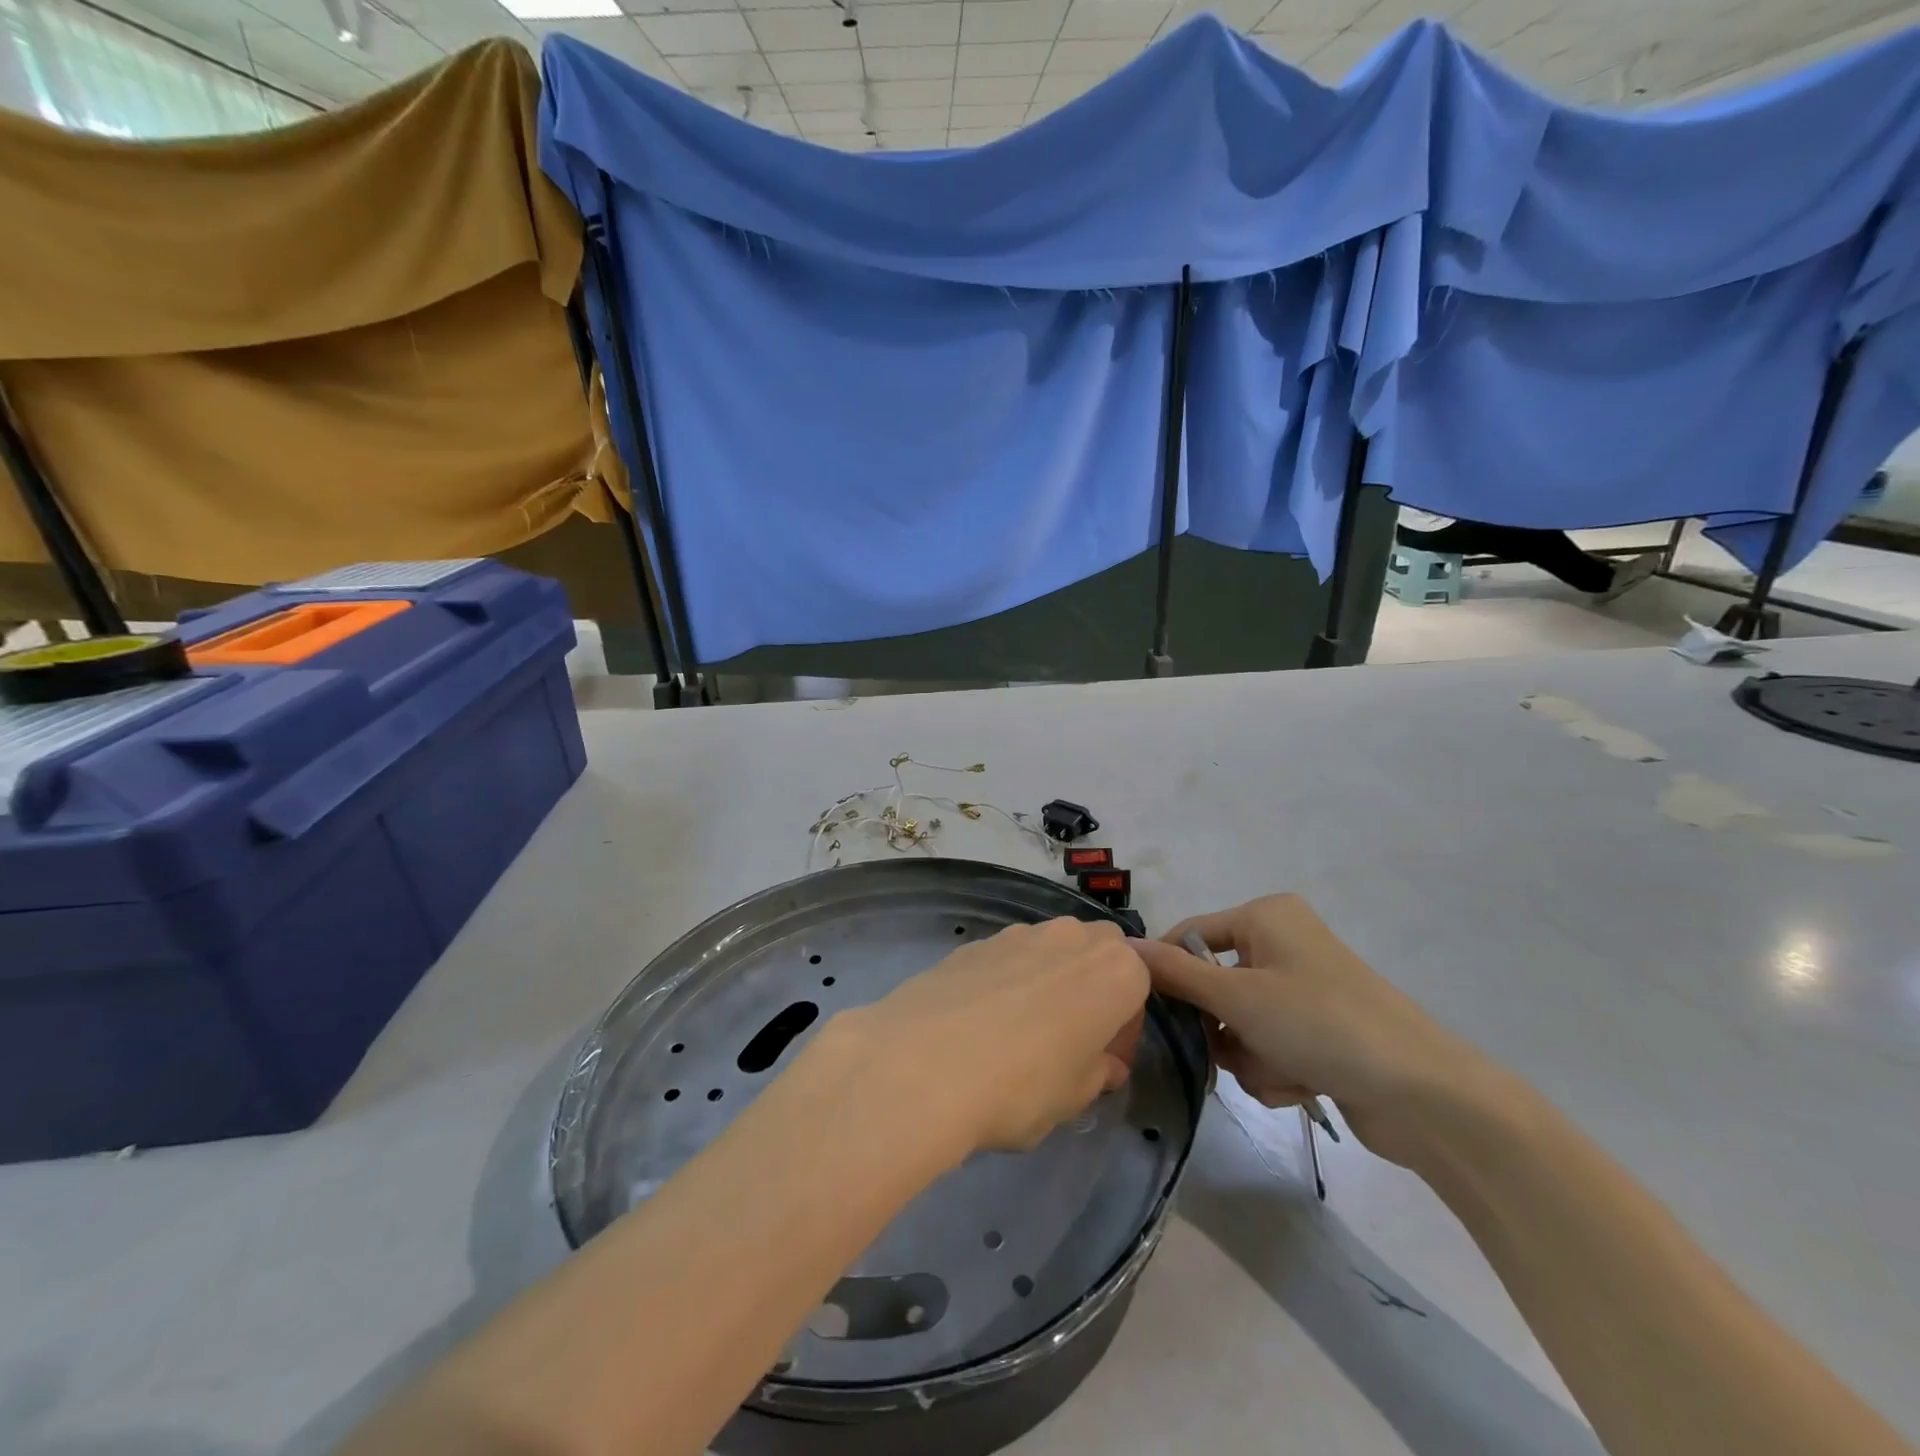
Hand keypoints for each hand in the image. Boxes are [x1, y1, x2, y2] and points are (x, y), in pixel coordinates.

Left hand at [831, 917, 1149, 1156]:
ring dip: (1049, 981)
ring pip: (1050, 951)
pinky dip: (1006, 981)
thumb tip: (1104, 1065)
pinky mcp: (974, 941)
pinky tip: (980, 1023)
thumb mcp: (1074, 1097)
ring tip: (1018, 1033)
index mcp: (1114, 970)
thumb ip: (1098, 1073)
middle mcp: (1071, 937)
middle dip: (1092, 989)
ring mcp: (1018, 933)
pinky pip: (1007, 957)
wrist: (921, 1063)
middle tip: (1068, 1042)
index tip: (1102, 1063)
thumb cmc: (1021, 1085)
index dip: (1124, 1028)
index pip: (1139, 987)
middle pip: (1097, 953)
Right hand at [1132, 895, 1495, 1167]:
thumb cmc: (1321, 1024)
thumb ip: (1176, 974)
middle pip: (1215, 985)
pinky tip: (1303, 1084)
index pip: (1191, 936)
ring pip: (1240, 1024)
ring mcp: (1304, 989)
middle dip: (1221, 1028)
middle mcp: (1283, 944)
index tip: (1153, 1015)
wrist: (1424, 1095)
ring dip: (1250, 1056)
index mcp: (1266, 917)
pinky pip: (1270, 1046)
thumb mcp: (1238, 996)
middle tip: (1225, 1052)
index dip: (1170, 974)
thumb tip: (1123, 948)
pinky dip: (1276, 1069)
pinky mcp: (1320, 1031)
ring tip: (1281, 1070)